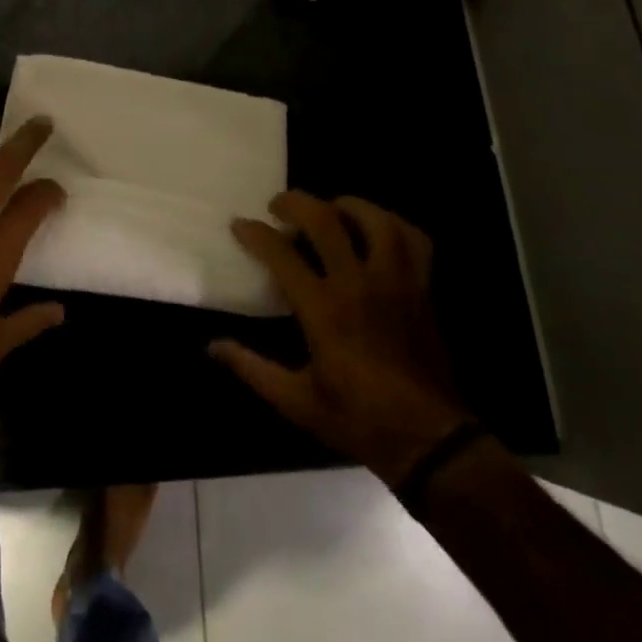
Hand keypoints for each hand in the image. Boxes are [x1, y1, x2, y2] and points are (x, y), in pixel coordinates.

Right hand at [212, 191, 471, 485]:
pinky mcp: (422, 287)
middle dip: (296, 202)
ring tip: (329, 209)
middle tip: (279, 205)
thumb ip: (252, 368)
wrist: (430, 440)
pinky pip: (414, 239)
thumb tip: (212, 346)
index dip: (255, 233)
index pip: (282, 254)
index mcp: (324, 310)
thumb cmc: (358, 419)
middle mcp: (359, 284)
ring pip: (374, 219)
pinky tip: (377, 230)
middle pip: (325, 220)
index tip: (240, 224)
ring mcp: (395, 281)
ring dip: (346, 205)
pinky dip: (394, 225)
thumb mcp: (297, 401)